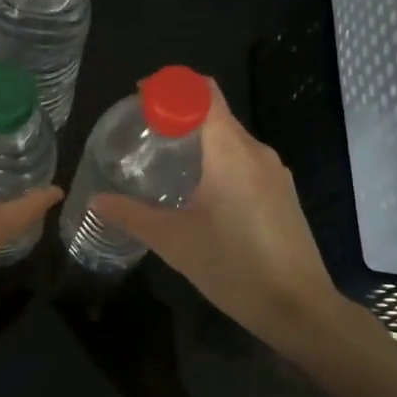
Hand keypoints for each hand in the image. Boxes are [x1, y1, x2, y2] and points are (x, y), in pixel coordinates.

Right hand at [90, 81, 356, 358]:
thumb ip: (132, 215)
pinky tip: (199, 190)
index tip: (141, 98)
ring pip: (230, 138)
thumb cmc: (235, 267)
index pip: (204, 93)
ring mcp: (274, 173)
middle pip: (215, 112)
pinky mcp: (282, 193)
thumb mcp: (174, 241)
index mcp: (231, 151)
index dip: (171, 86)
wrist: (301, 311)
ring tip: (165, 161)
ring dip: (199, 139)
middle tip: (144, 133)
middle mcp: (256, 151)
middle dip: (179, 113)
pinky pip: (244, 159)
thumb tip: (96, 200)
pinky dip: (218, 160)